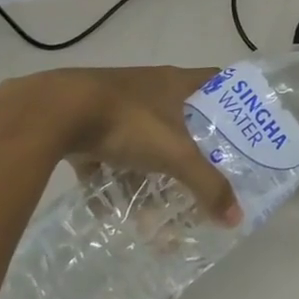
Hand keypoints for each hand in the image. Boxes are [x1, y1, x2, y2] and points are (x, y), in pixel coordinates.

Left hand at [0, 66, 241, 225]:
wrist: (54, 112)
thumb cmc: (129, 121)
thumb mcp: (175, 155)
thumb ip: (206, 184)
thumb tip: (236, 217)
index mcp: (176, 83)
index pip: (216, 81)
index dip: (232, 99)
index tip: (244, 125)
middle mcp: (149, 88)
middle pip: (180, 116)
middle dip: (190, 148)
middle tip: (203, 174)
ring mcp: (115, 105)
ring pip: (140, 140)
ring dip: (146, 173)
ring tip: (152, 208)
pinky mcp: (83, 124)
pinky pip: (104, 157)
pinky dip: (108, 182)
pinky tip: (109, 211)